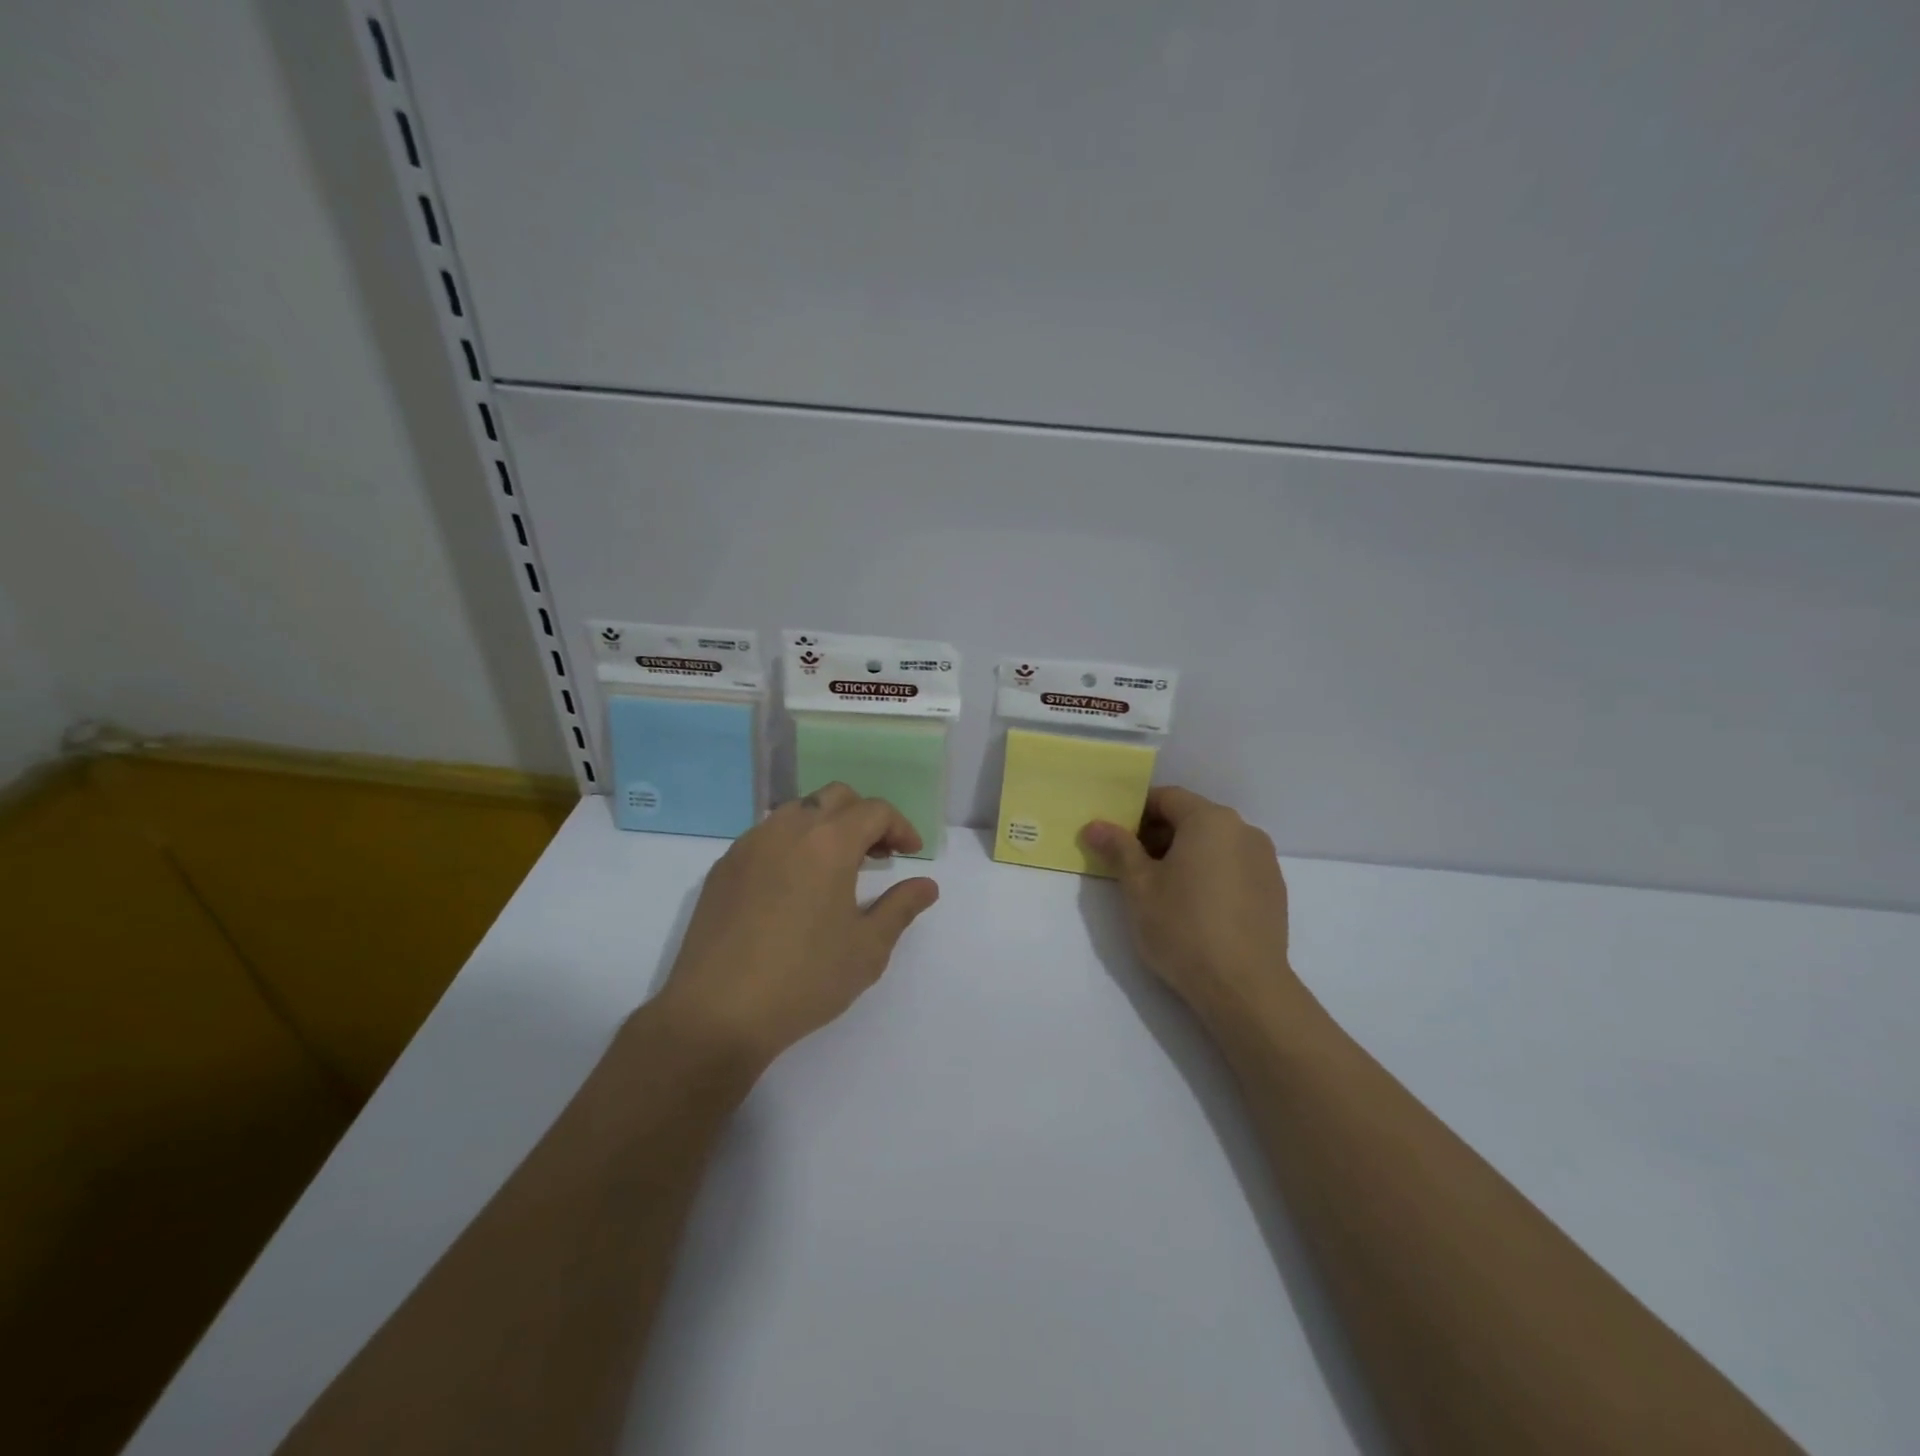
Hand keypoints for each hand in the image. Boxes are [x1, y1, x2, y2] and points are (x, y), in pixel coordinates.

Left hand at [654, 783, 939, 1066]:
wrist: (717, 1012)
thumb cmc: (804, 979)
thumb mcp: (867, 949)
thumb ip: (901, 908)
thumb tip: (927, 885)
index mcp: (828, 842)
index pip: (875, 811)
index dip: (900, 827)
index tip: (911, 854)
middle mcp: (788, 829)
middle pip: (835, 797)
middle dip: (864, 817)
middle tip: (878, 854)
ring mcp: (749, 845)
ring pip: (797, 811)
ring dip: (826, 826)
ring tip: (837, 867)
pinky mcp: (724, 867)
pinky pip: (767, 835)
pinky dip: (792, 843)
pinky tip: (794, 885)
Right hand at [1082, 787, 1304, 1029]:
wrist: (1244, 988)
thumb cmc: (1183, 928)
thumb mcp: (1139, 887)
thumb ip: (1118, 849)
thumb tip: (1095, 825)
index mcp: (1210, 820)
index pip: (1166, 798)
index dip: (1136, 813)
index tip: (1116, 839)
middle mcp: (1243, 830)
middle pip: (1192, 818)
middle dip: (1159, 835)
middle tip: (1132, 867)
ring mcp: (1264, 860)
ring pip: (1214, 843)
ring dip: (1185, 855)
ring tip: (1163, 890)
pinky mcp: (1274, 890)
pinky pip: (1233, 866)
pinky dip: (1210, 873)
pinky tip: (1196, 908)